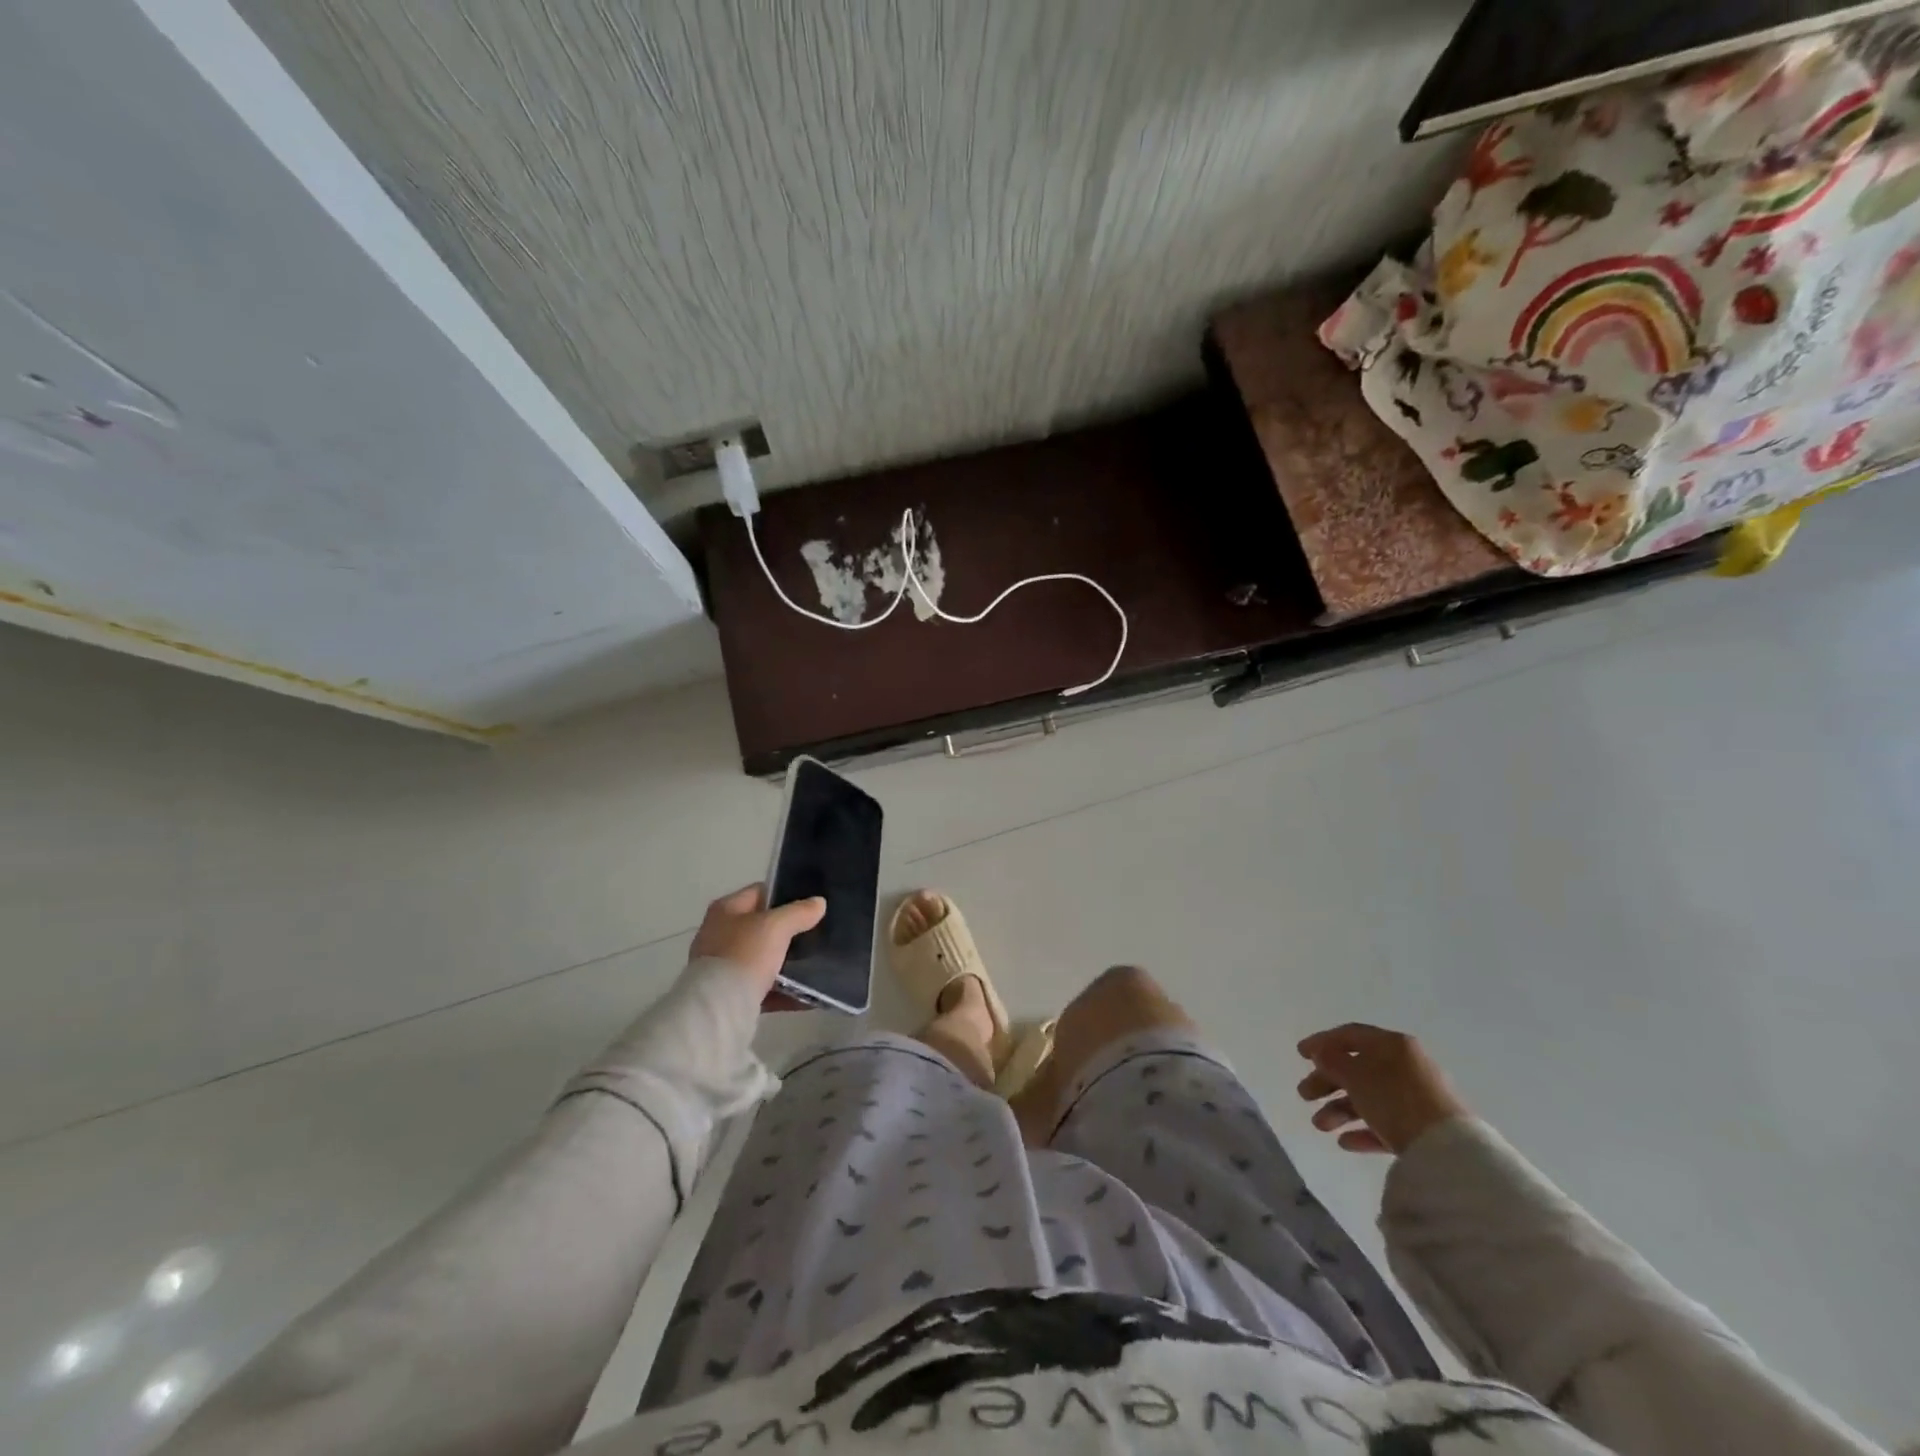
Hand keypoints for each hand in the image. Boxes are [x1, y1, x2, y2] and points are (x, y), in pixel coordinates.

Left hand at [689, 884, 826, 999]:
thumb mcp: (776, 926)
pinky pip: (764, 988)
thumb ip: (799, 912)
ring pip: (764, 959)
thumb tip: (818, 903)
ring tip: (816, 964)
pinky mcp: (731, 995)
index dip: (785, 894)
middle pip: (762, 927)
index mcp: (726, 910)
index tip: (811, 904)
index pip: (760, 892)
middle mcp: (720, 934)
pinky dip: (784, 991)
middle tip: (816, 934)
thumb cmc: (744, 954)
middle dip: (788, 931)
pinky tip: (807, 995)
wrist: (719, 1007)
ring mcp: (724, 966)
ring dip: (787, 963)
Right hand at [1296, 1023, 1468, 1153]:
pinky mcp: (1424, 1130)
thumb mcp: (1355, 1074)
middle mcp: (1406, 1066)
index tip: (1300, 1054)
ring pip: (1370, 1098)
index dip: (1322, 1042)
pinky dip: (1364, 1130)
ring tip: (1320, 1126)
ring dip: (1340, 1109)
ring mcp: (1417, 1099)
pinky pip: (1386, 1125)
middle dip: (1327, 1082)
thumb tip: (1322, 1055)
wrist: (1449, 1150)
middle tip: (1304, 1095)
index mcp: (1392, 1045)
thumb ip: (1332, 1061)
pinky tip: (1344, 1142)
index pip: (1350, 1035)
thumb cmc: (1395, 1099)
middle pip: (1357, 1069)